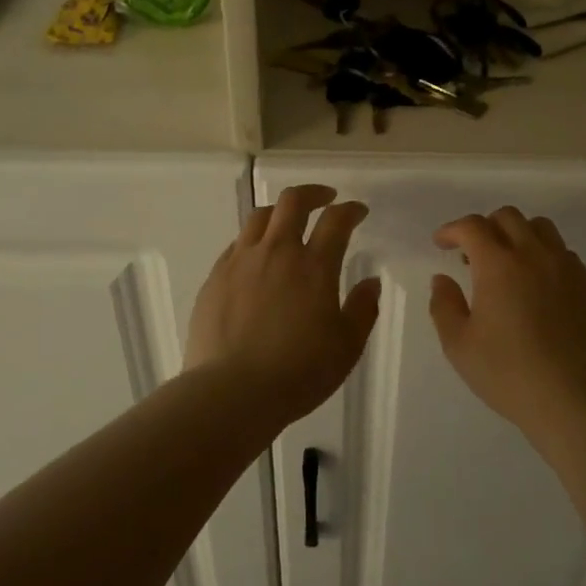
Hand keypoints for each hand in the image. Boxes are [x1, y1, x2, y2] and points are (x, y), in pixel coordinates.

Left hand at [186, 185, 381, 422]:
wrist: (232, 392)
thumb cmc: (298, 372)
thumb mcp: (347, 346)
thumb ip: (362, 309)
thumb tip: (370, 282)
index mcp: (314, 266)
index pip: (336, 221)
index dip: (350, 210)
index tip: (358, 211)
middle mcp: (276, 252)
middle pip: (293, 202)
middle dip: (313, 194)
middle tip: (325, 200)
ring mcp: (241, 262)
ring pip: (259, 217)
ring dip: (280, 212)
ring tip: (289, 224)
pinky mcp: (215, 277)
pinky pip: (236, 244)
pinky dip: (253, 240)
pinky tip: (257, 258)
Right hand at [429, 207, 585, 433]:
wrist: (572, 400)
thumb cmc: (508, 373)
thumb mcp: (459, 345)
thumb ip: (444, 305)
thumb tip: (443, 279)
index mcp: (499, 265)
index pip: (472, 226)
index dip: (452, 230)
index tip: (441, 244)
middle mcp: (535, 255)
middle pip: (508, 217)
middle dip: (484, 227)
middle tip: (472, 256)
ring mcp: (567, 268)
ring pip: (541, 228)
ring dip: (517, 235)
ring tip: (507, 264)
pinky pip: (563, 253)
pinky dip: (543, 256)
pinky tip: (536, 286)